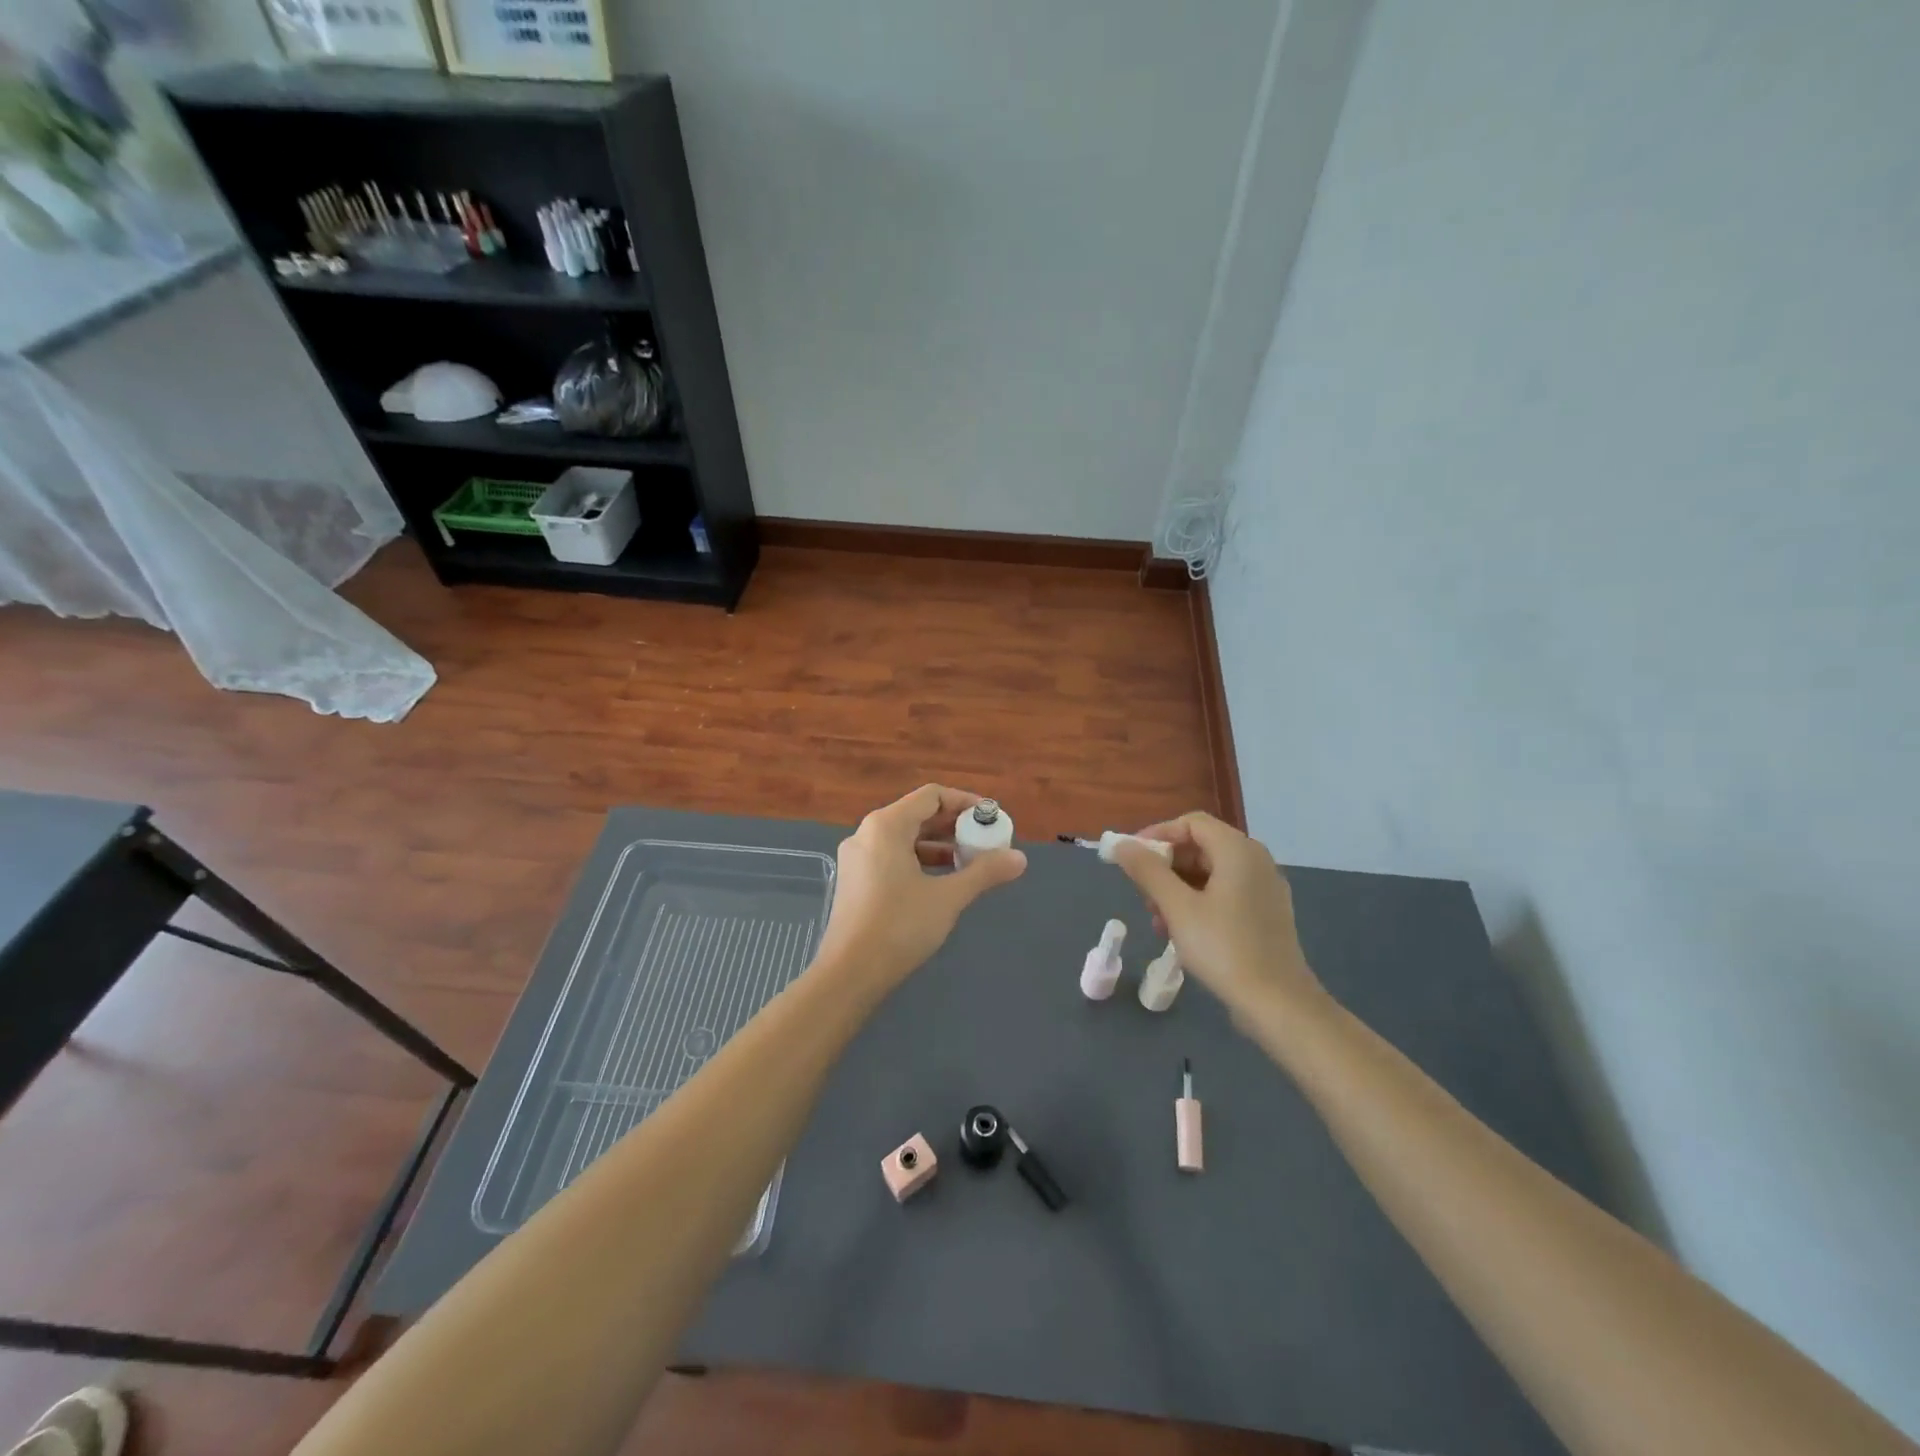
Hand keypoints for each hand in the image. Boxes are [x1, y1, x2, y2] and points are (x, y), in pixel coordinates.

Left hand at [812, 784, 1027, 992]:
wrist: (849, 973)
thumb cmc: (900, 926)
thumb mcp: (948, 897)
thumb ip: (984, 872)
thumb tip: (1020, 858)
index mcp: (886, 826)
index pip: (931, 796)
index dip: (964, 802)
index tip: (990, 819)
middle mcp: (866, 833)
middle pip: (917, 815)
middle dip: (953, 826)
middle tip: (985, 842)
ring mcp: (856, 858)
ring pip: (904, 839)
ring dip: (938, 845)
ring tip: (969, 862)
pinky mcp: (854, 881)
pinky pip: (891, 857)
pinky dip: (919, 861)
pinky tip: (941, 882)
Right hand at [1109, 812, 1326, 1020]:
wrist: (1278, 1004)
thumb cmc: (1224, 948)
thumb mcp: (1177, 907)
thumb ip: (1147, 871)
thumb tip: (1121, 844)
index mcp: (1238, 850)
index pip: (1191, 823)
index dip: (1158, 834)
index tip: (1131, 858)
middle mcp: (1256, 861)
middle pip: (1201, 847)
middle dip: (1166, 867)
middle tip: (1142, 894)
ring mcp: (1264, 889)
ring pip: (1210, 874)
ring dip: (1177, 889)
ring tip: (1158, 921)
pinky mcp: (1266, 914)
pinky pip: (1225, 894)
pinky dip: (1198, 903)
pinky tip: (1180, 933)